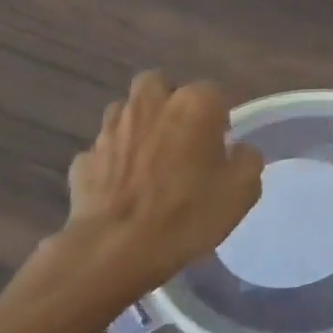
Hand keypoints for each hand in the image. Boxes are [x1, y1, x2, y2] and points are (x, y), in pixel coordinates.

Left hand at [27, 71, 263, 314]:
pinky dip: (113, 160)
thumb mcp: (242, 190)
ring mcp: (111, 129)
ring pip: (125, 110)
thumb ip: (248, 160)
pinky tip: (122, 186)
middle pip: (159, 83)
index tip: (222, 144)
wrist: (115, 249)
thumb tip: (238, 150)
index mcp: (194, 104)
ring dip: (138, 125)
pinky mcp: (84, 159)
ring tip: (150, 158)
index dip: (219, 116)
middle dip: (169, 101)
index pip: (214, 91)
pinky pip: (103, 150)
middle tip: (182, 135)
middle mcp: (150, 105)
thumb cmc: (189, 213)